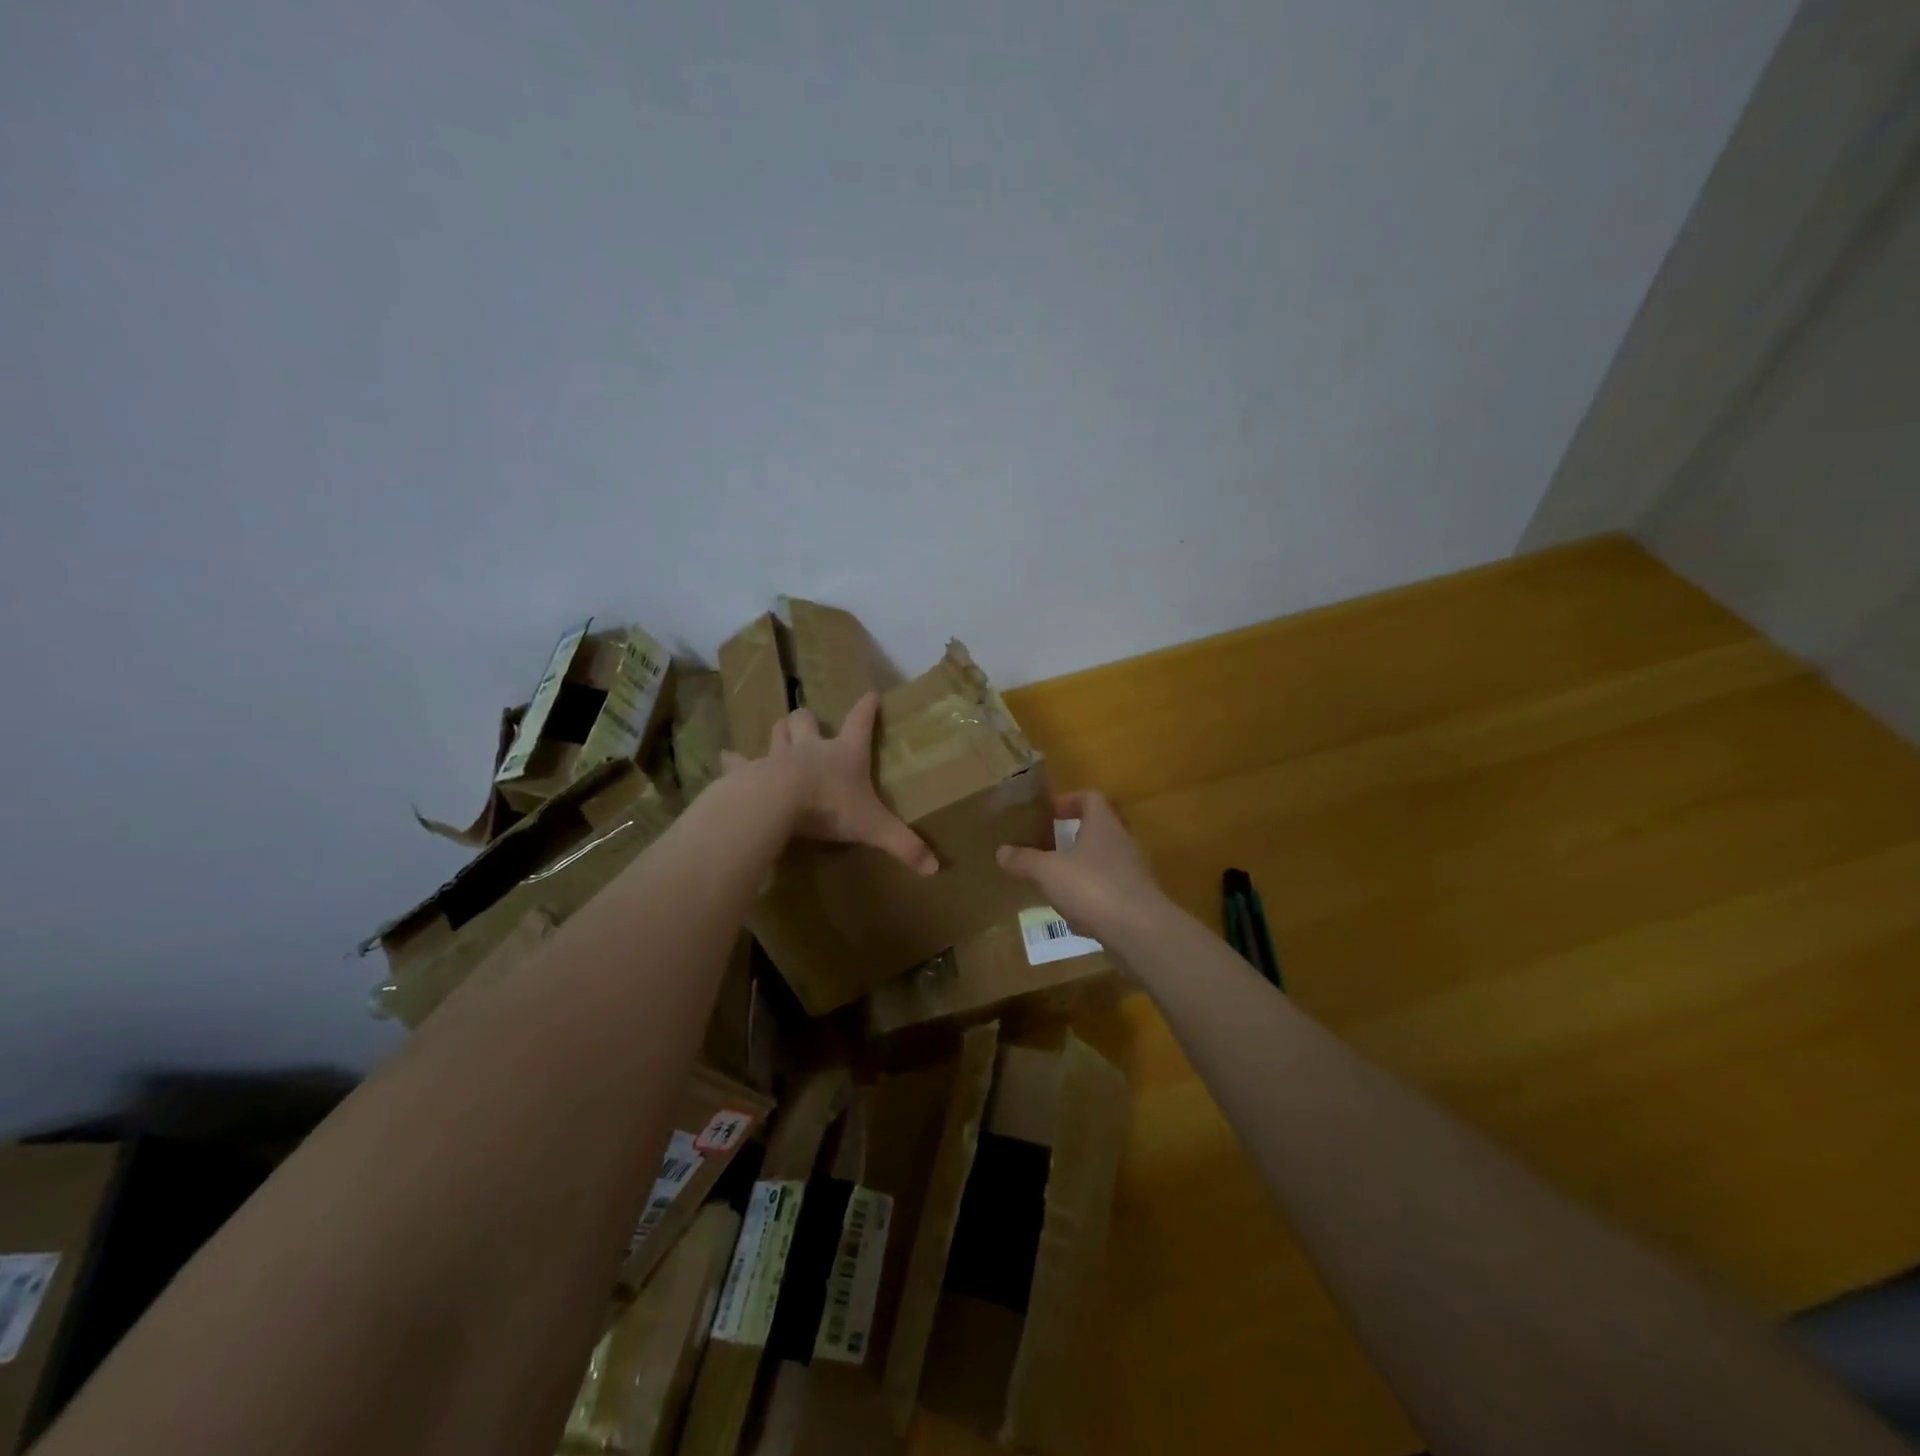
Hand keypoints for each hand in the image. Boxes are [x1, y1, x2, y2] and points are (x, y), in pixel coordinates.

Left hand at [720, 692, 937, 875]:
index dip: (866, 708)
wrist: (778, 802)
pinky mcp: (749, 771)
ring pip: (777, 732)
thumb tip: (936, 868)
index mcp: (844, 754)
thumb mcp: (873, 827)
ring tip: (781, 735)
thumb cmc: (830, 806)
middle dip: (808, 719)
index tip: (870, 695)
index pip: (859, 723)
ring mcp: (777, 756)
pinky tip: (729, 758)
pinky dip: (735, 760)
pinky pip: (739, 761)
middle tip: (810, 724)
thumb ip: (903, 845)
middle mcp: (810, 748)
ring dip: (780, 731)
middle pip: (806, 719)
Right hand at [996, 790, 1165, 938]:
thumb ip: (1025, 860)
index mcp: (1103, 825)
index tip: (1050, 813)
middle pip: (1099, 829)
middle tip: (1048, 846)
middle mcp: (1122, 842)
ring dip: (1081, 867)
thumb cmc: (1092, 886)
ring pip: (1103, 861)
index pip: (1091, 798)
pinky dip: (1091, 896)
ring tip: (1055, 881)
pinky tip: (1074, 913)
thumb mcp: (1048, 871)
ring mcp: (1132, 872)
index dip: (1070, 800)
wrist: (1139, 930)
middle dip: (1073, 837)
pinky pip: (1109, 890)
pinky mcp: (1136, 900)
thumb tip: (1001, 851)